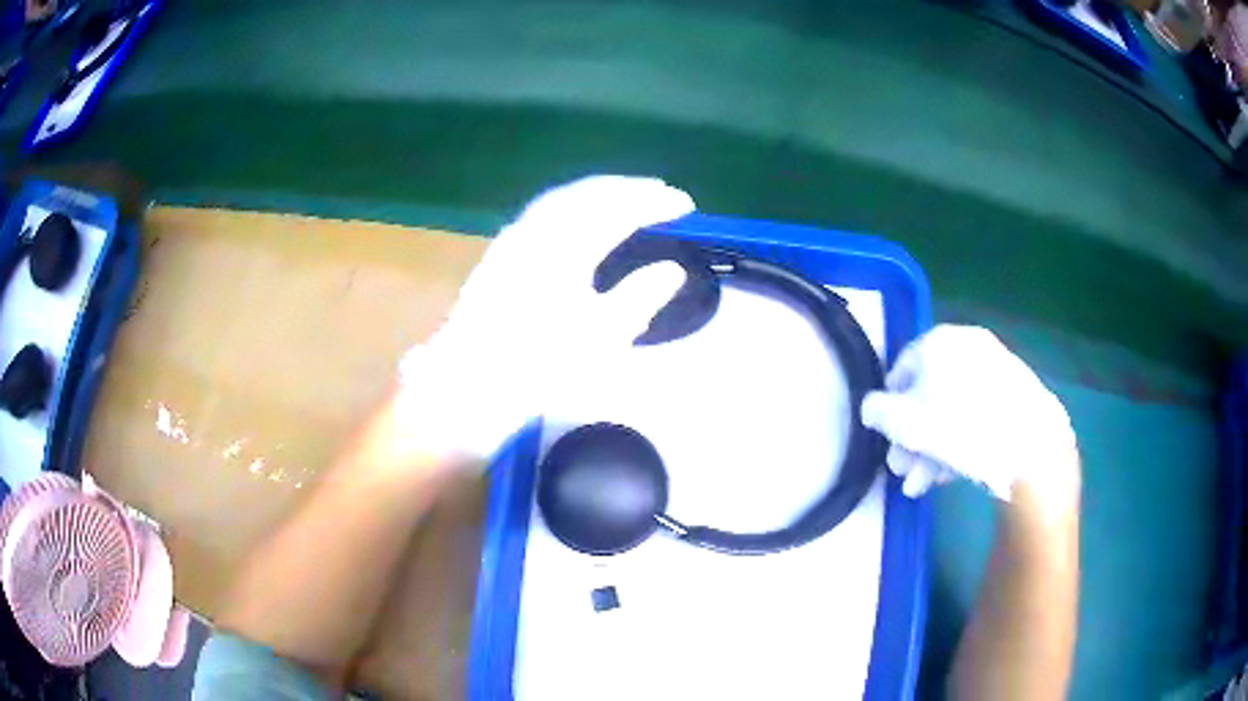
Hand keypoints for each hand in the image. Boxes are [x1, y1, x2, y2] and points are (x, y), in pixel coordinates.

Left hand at [397, 176, 694, 461]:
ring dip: (599, 192)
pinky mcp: (500, 255)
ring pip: (562, 199)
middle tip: (660, 193)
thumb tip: (672, 269)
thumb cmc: (538, 366)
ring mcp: (514, 240)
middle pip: (588, 192)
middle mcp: (537, 231)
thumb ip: (641, 296)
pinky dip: (573, 206)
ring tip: (627, 199)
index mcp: (566, 247)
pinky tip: (580, 221)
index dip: (654, 202)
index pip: (619, 209)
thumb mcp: (601, 338)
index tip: (686, 205)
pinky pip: (544, 213)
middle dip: (628, 188)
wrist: (468, 386)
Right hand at [860, 325, 1077, 500]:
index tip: (887, 437)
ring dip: (933, 448)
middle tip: (903, 469)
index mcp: (939, 341)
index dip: (890, 406)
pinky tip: (951, 474)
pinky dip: (962, 441)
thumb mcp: (904, 422)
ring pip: (955, 410)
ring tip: (922, 484)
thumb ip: (878, 412)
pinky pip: (979, 416)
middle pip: (930, 395)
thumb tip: (872, 408)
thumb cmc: (958, 426)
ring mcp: (996, 370)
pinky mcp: (1016, 395)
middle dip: (912, 438)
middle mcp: (968, 348)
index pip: (902, 368)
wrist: (1028, 442)